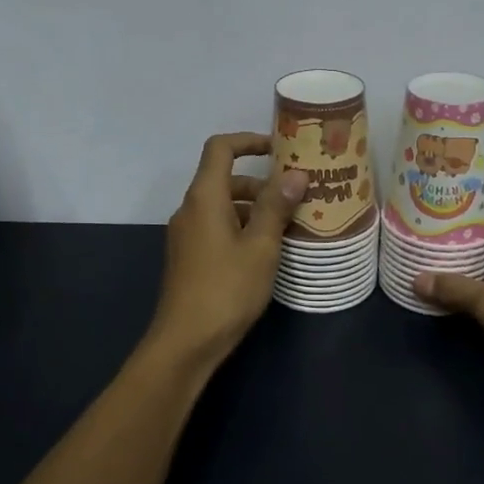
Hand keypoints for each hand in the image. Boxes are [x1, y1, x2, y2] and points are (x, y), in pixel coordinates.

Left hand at [148, 132, 306, 363]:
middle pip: (225, 179)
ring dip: (255, 209)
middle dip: (261, 183)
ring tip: (290, 227)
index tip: (279, 150)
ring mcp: (187, 235)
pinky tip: (267, 252)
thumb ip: (276, 207)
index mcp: (204, 197)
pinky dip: (242, 228)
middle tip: (297, 198)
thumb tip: (294, 174)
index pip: (220, 148)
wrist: (185, 342)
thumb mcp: (261, 247)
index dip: (249, 141)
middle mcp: (190, 209)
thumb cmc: (227, 289)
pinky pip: (218, 228)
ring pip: (223, 206)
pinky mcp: (189, 257)